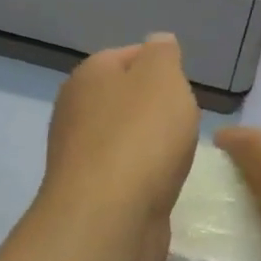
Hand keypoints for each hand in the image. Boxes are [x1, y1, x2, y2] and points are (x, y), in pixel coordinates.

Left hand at [38, 34, 200, 260]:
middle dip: (158, 108)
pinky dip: (145, 174)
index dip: (162, 66)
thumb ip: (163, 54)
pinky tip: (162, 183)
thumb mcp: (164, 77)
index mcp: (89, 75)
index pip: (129, 55)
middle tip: (185, 121)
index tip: (185, 87)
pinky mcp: (90, 192)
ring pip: (126, 136)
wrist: (110, 217)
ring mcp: (79, 154)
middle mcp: (76, 110)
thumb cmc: (142, 135)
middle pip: (127, 98)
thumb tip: (158, 43)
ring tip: (177, 155)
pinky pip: (125, 171)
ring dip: (152, 144)